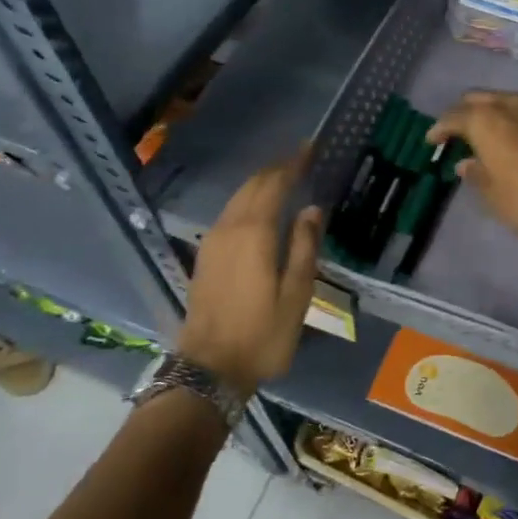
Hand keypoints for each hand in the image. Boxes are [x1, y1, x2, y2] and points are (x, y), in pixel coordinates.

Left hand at [177, 147, 322, 394]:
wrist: (208, 369)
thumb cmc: (261, 334)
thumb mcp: (296, 295)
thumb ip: (305, 247)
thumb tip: (312, 209)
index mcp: (255, 234)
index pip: (273, 185)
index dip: (292, 164)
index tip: (310, 149)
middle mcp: (229, 229)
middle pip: (252, 186)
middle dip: (276, 169)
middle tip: (300, 159)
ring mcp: (212, 242)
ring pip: (237, 198)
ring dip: (260, 184)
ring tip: (283, 178)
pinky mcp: (205, 256)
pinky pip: (229, 214)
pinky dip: (247, 201)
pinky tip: (258, 209)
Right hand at [427, 91, 517, 242]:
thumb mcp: (494, 196)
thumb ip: (476, 174)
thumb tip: (466, 163)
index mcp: (487, 121)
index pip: (454, 117)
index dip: (439, 129)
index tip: (431, 141)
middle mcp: (511, 106)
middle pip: (478, 99)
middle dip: (464, 113)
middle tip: (455, 133)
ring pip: (504, 101)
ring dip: (490, 113)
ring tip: (482, 134)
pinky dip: (512, 120)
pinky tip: (511, 139)